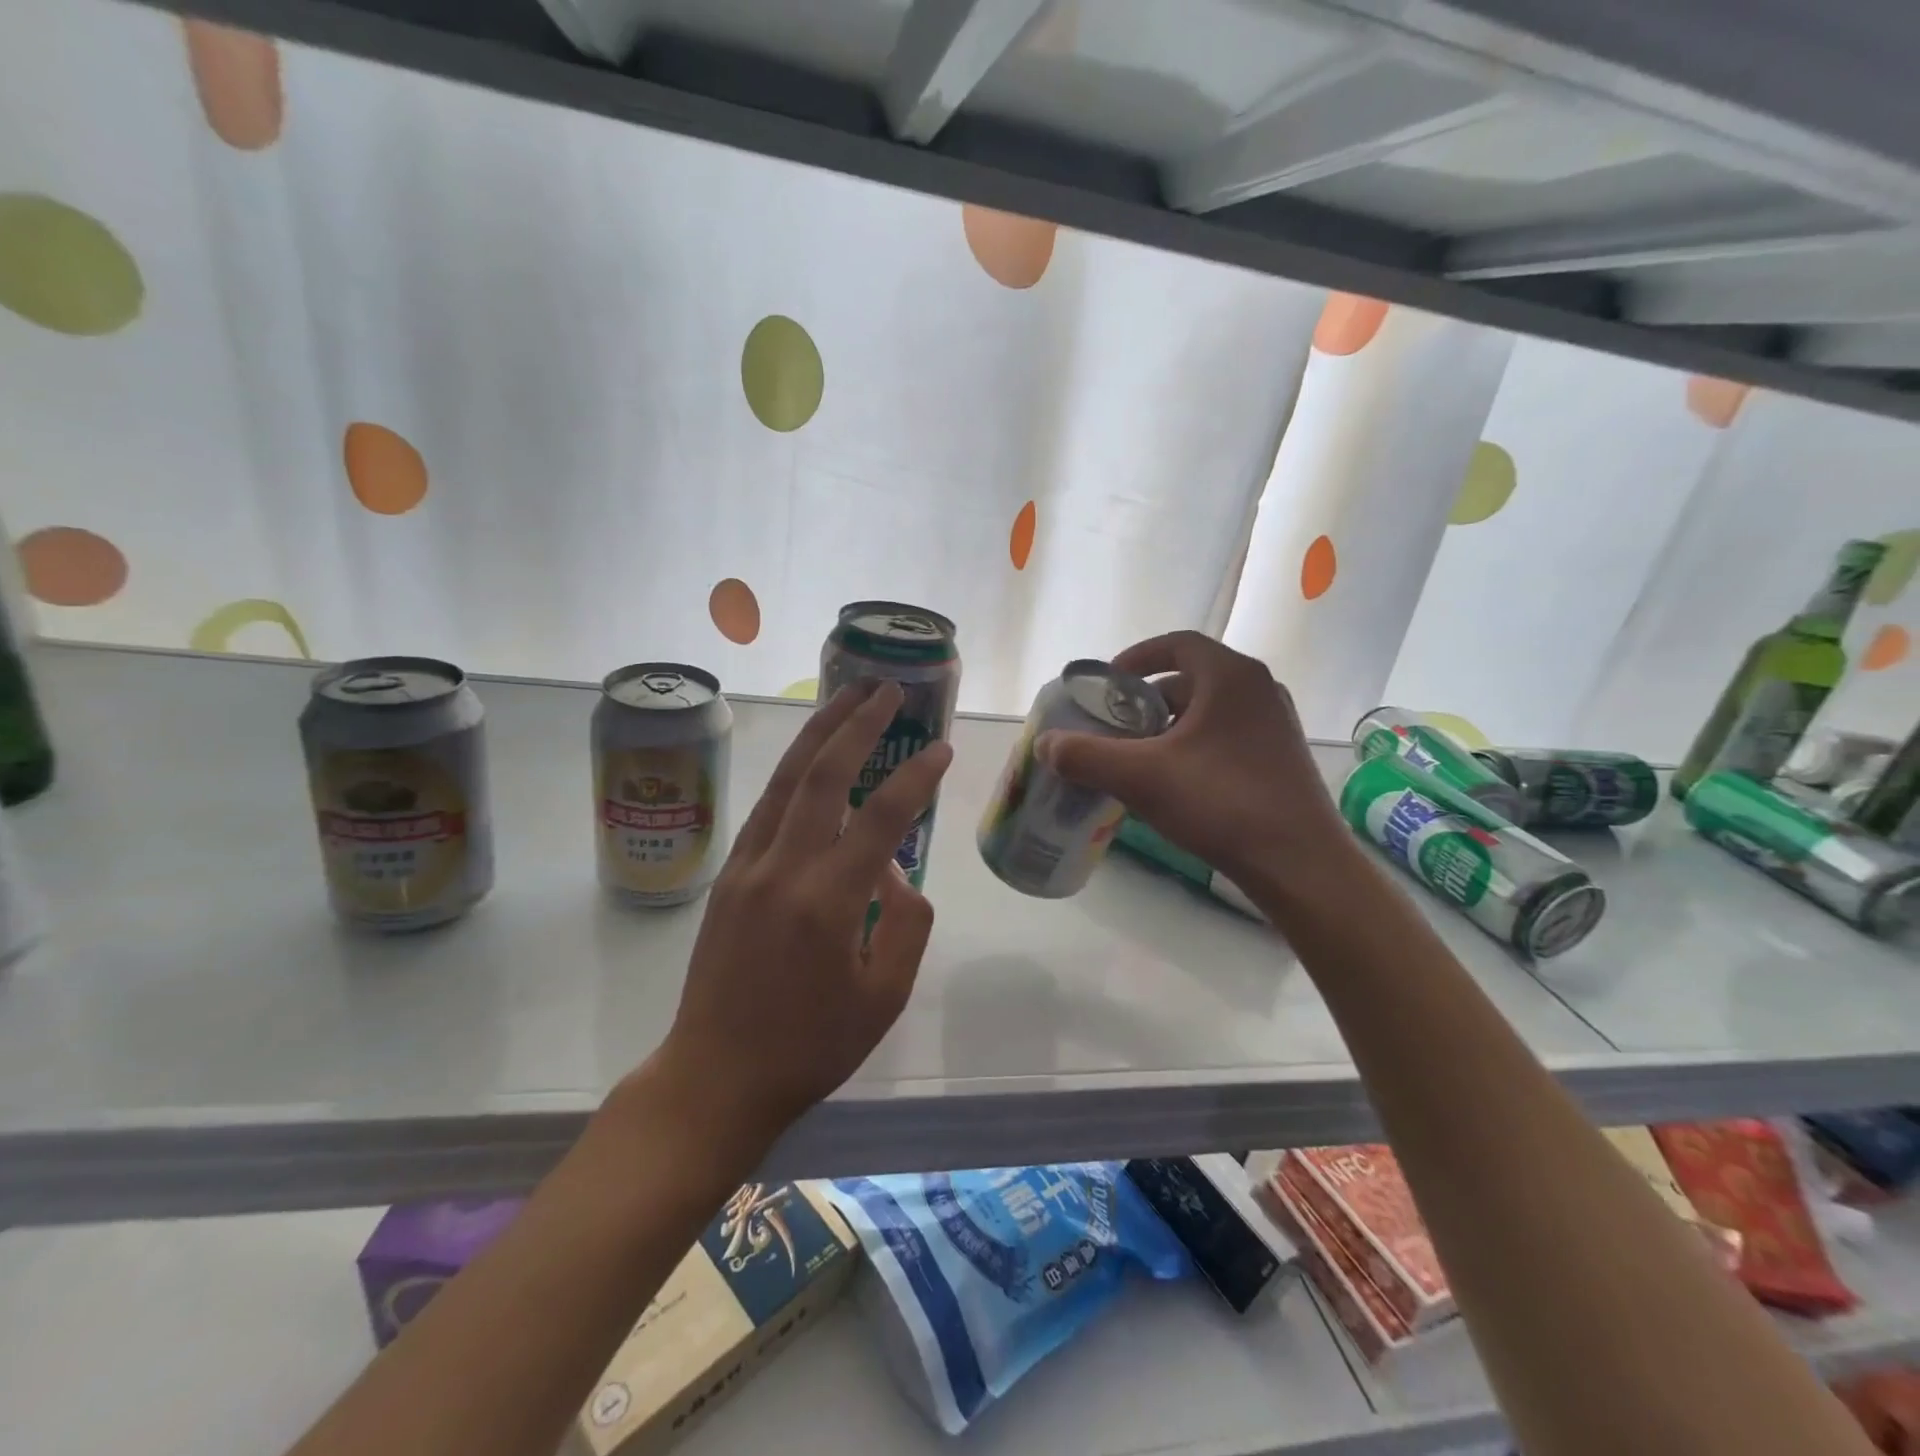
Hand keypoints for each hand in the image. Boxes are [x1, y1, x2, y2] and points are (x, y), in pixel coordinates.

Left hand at [653, 681, 952, 1152]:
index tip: (940, 749)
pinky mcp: (727, 876)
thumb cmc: (811, 1047)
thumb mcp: (884, 998)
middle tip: (886, 690)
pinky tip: (810, 759)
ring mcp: (747, 868)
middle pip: (823, 775)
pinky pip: (766, 808)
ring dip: (818, 733)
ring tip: (847, 697)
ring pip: (785, 780)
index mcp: (830, 903)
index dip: (916, 777)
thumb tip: (896, 872)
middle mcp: (784, 870)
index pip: (882, 818)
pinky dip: (793, 773)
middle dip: (857, 724)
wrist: (716, 1077)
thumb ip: (906, 926)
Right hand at [1036, 630, 1348, 895]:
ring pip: (1210, 710)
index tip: (1108, 683)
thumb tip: (1045, 744)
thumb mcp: (1141, 778)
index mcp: (1230, 676)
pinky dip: (1196, 745)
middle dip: (1148, 699)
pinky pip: (1228, 735)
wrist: (1299, 864)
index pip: (1178, 643)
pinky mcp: (1282, 757)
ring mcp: (1276, 724)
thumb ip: (1086, 756)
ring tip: (1139, 757)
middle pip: (1192, 678)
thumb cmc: (1221, 804)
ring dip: (1171, 725)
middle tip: (1116, 726)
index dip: (1137, 657)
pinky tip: (1177, 782)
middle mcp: (1259, 689)